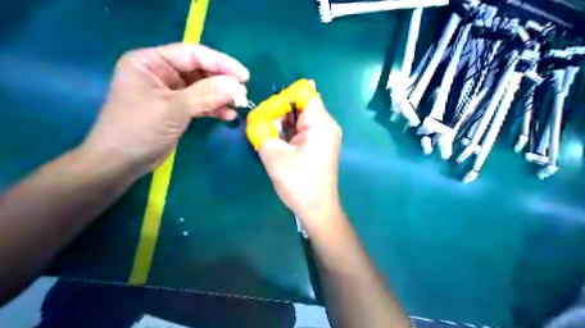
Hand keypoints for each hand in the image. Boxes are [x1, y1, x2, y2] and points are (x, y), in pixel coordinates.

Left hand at [82, 44, 248, 176]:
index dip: (221, 63)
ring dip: (221, 96)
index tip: (244, 76)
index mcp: (151, 62)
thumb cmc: (139, 130)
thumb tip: (236, 86)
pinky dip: (215, 109)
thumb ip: (205, 95)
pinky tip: (228, 116)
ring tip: (238, 104)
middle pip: (199, 70)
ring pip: (203, 88)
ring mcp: (170, 91)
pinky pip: (201, 103)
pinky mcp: (178, 108)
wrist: (122, 162)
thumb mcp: (173, 109)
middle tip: (243, 92)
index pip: (192, 55)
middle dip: (222, 81)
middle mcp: (161, 72)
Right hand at [256, 96, 343, 225]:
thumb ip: (261, 130)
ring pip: (300, 117)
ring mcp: (325, 135)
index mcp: (320, 123)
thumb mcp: (273, 154)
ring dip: (282, 124)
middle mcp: (326, 124)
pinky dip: (289, 133)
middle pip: (301, 104)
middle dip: (279, 112)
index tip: (269, 115)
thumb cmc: (298, 183)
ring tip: (269, 137)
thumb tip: (256, 117)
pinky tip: (278, 144)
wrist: (317, 209)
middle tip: (263, 128)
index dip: (282, 98)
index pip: (302, 92)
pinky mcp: (320, 145)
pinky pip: (303, 130)